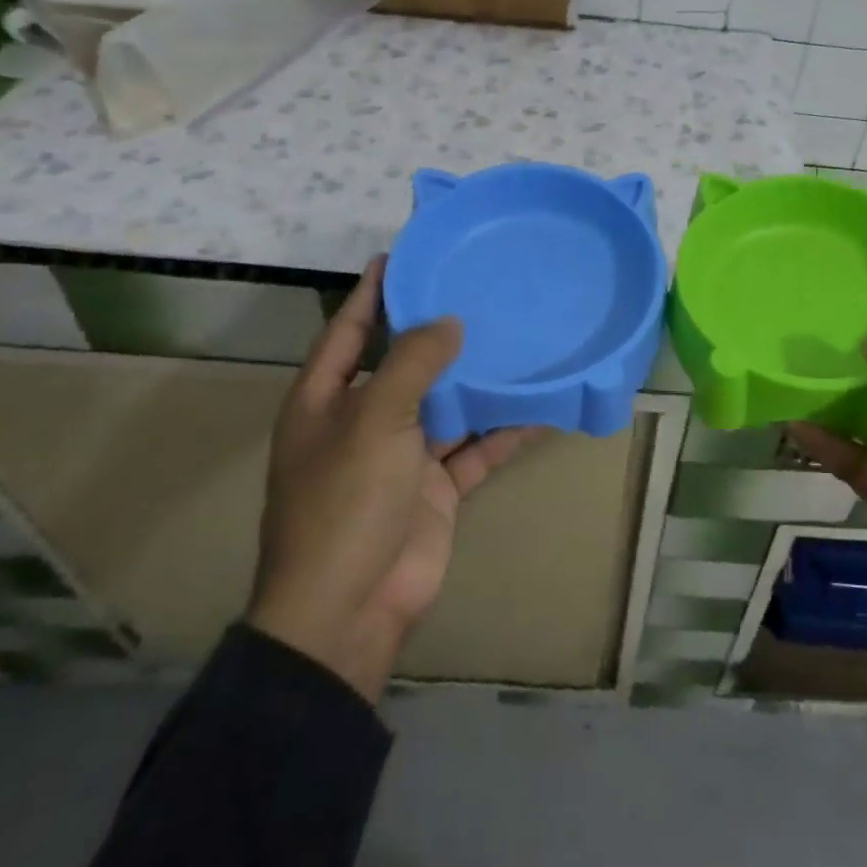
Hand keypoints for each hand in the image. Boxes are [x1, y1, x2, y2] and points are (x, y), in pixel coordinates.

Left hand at [246, 257, 543, 702]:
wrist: (349, 609)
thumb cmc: (345, 502)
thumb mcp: (375, 420)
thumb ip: (413, 364)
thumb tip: (449, 322)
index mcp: (326, 402)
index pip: (348, 331)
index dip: (371, 294)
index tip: (402, 256)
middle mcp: (363, 422)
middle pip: (403, 365)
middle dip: (436, 333)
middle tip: (479, 291)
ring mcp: (401, 457)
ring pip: (447, 405)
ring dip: (477, 380)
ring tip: (517, 338)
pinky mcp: (435, 488)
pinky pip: (475, 449)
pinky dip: (503, 431)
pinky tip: (539, 407)